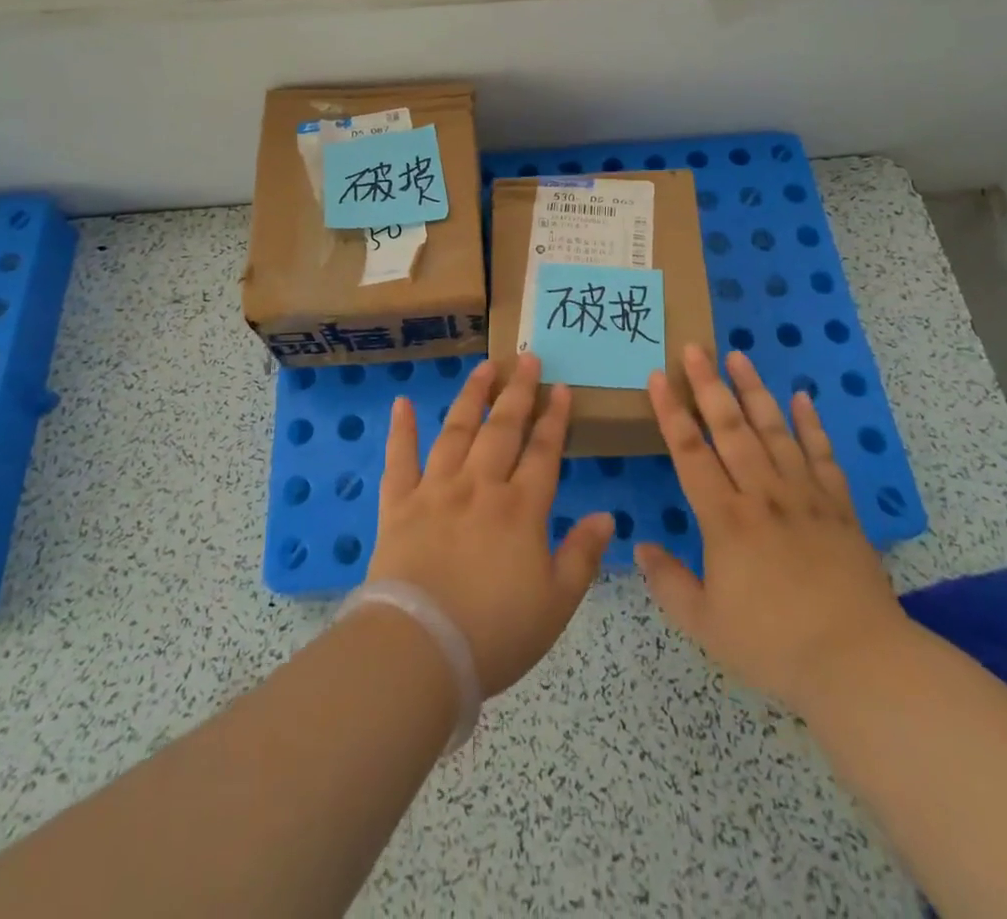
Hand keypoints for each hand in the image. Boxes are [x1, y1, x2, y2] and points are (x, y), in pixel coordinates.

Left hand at [367, 354, 613, 696]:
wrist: (420, 648)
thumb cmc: (495, 632)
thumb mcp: (556, 603)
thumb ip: (582, 555)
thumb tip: (607, 515)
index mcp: (520, 508)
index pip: (543, 451)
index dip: (555, 418)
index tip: (561, 388)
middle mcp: (480, 486)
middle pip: (503, 429)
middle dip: (518, 391)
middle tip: (527, 358)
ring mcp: (436, 490)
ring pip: (457, 431)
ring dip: (472, 396)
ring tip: (484, 367)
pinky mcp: (399, 504)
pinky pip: (400, 459)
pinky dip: (401, 430)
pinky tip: (403, 403)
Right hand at [636, 346, 910, 710]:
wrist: (859, 662)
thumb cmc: (774, 645)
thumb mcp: (705, 625)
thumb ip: (668, 582)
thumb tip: (641, 544)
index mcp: (725, 519)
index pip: (690, 453)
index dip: (671, 412)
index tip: (658, 376)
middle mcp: (762, 494)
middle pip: (730, 428)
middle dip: (709, 385)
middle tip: (694, 347)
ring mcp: (804, 496)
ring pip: (774, 430)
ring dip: (754, 391)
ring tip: (738, 356)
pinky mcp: (839, 508)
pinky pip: (822, 456)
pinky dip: (812, 425)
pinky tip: (803, 398)